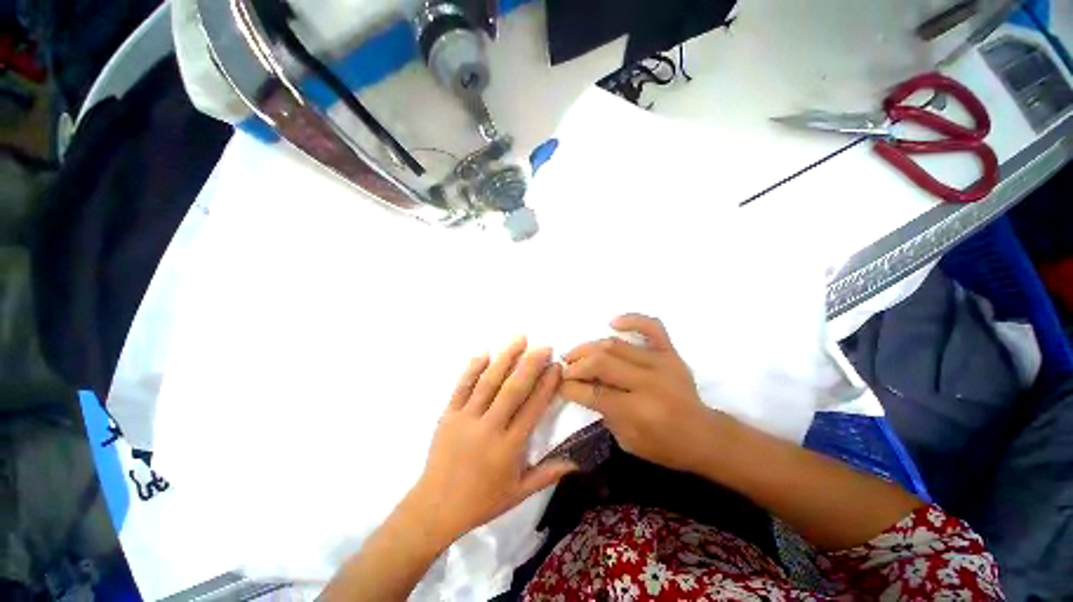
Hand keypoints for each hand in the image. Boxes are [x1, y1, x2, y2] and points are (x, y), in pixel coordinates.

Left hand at [407, 338, 577, 544]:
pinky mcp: (448, 415)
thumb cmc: (481, 501)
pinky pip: (462, 387)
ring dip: (505, 358)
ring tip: (519, 338)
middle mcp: (488, 428)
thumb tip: (576, 462)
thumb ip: (547, 475)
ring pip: (488, 382)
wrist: (435, 507)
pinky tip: (484, 352)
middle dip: (530, 364)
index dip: (546, 385)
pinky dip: (473, 368)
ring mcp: (465, 419)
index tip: (556, 366)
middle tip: (543, 345)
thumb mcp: (518, 493)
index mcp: (508, 447)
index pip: (532, 409)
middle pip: (512, 390)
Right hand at [559, 314, 727, 472]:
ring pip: (615, 346)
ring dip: (590, 348)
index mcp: (638, 411)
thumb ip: (603, 411)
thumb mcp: (628, 440)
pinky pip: (651, 327)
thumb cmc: (664, 445)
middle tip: (565, 368)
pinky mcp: (670, 353)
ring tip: (576, 353)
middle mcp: (648, 382)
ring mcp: (661, 363)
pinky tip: (613, 322)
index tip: (557, 383)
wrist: (705, 435)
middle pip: (601, 364)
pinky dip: (631, 319)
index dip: (570, 387)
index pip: (594, 393)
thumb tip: (581, 387)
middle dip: (576, 366)